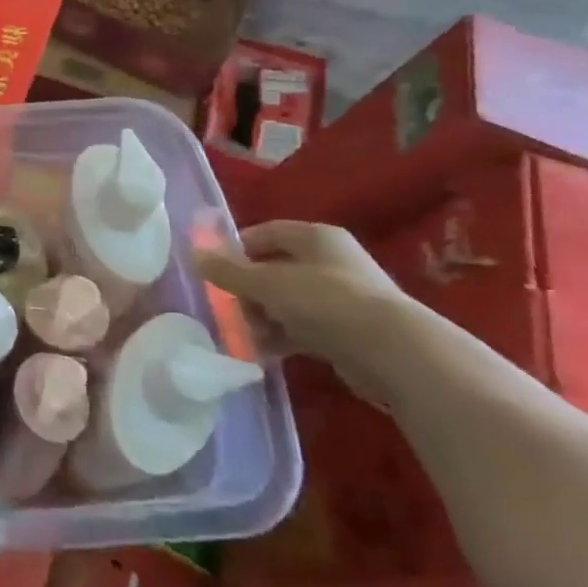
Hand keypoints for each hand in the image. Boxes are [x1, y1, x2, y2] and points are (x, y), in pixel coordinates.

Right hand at [194, 221, 433, 399]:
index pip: (266, 233)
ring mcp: (343, 298)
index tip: (213, 270)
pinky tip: (261, 352)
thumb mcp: (266, 283)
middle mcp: (332, 262)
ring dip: (261, 316)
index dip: (236, 248)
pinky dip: (281, 337)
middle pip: (275, 269)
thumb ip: (228, 271)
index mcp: (316, 237)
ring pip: (287, 301)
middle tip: (225, 307)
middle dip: (247, 289)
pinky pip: (304, 328)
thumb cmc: (325, 301)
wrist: (395, 353)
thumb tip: (193, 255)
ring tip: (241, 334)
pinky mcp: (349, 332)